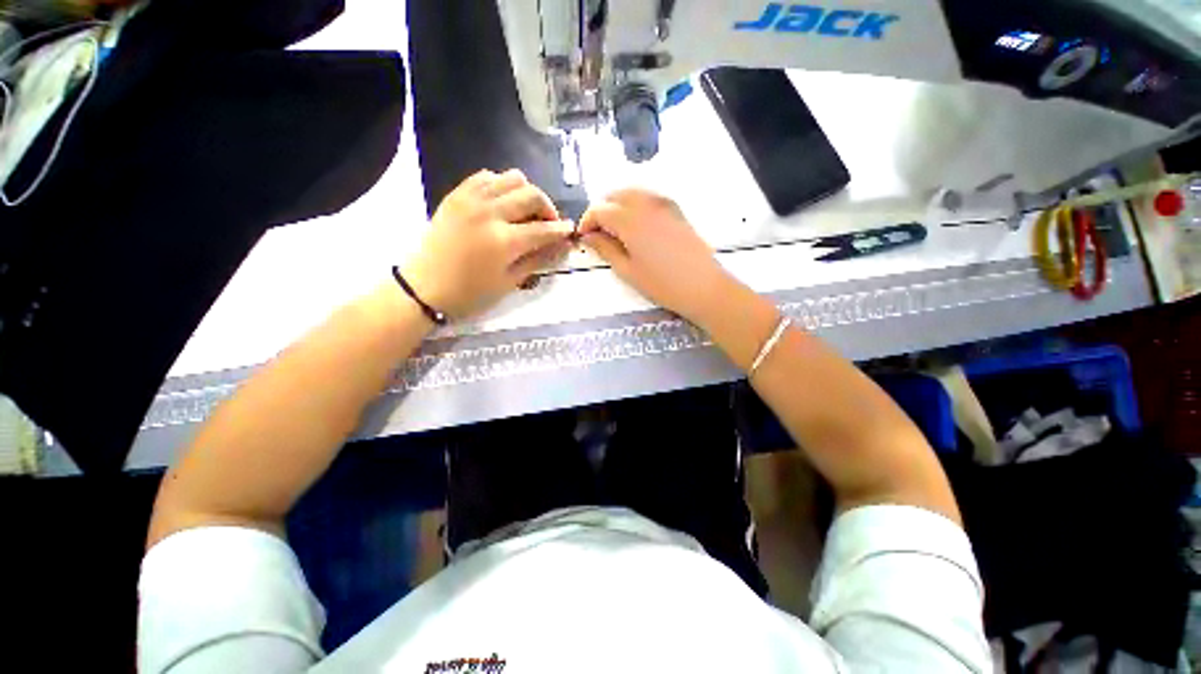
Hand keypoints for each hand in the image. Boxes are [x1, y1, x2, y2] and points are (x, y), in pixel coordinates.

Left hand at [402, 169, 574, 319]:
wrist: (424, 286)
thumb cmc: (470, 293)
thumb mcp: (509, 282)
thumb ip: (537, 260)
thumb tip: (561, 246)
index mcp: (504, 241)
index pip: (544, 229)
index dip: (561, 230)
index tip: (570, 231)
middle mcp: (490, 213)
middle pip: (532, 195)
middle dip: (548, 208)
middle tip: (548, 223)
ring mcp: (471, 199)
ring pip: (512, 178)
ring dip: (527, 193)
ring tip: (525, 212)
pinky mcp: (457, 194)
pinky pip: (487, 176)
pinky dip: (502, 185)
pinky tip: (502, 202)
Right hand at [580, 189, 729, 321]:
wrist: (704, 287)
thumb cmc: (663, 285)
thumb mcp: (628, 271)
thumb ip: (605, 249)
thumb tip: (589, 236)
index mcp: (631, 220)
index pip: (600, 209)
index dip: (587, 221)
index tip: (583, 236)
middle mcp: (647, 204)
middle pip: (615, 195)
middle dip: (601, 210)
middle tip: (597, 234)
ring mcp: (665, 204)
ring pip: (632, 193)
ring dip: (617, 206)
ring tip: (614, 231)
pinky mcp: (676, 209)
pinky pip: (648, 198)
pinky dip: (635, 205)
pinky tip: (635, 226)